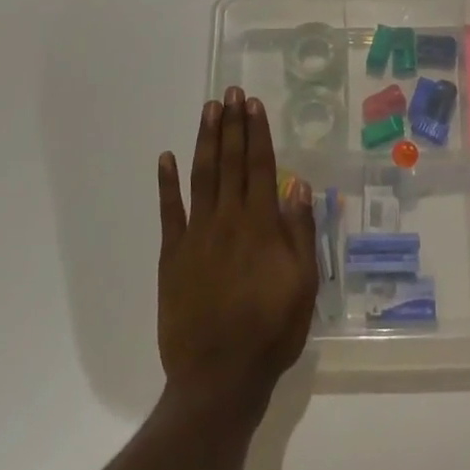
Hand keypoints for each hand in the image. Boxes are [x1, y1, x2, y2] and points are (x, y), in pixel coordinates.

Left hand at [157, 87, 318, 419]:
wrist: (219, 376)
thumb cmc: (271, 330)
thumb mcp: (303, 284)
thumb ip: (300, 231)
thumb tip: (297, 184)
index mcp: (261, 225)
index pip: (260, 166)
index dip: (257, 133)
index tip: (253, 104)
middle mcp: (228, 220)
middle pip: (230, 162)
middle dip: (232, 125)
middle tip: (230, 92)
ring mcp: (196, 235)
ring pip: (201, 176)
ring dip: (205, 141)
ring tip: (208, 110)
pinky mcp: (173, 255)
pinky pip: (169, 211)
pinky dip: (167, 183)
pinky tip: (166, 157)